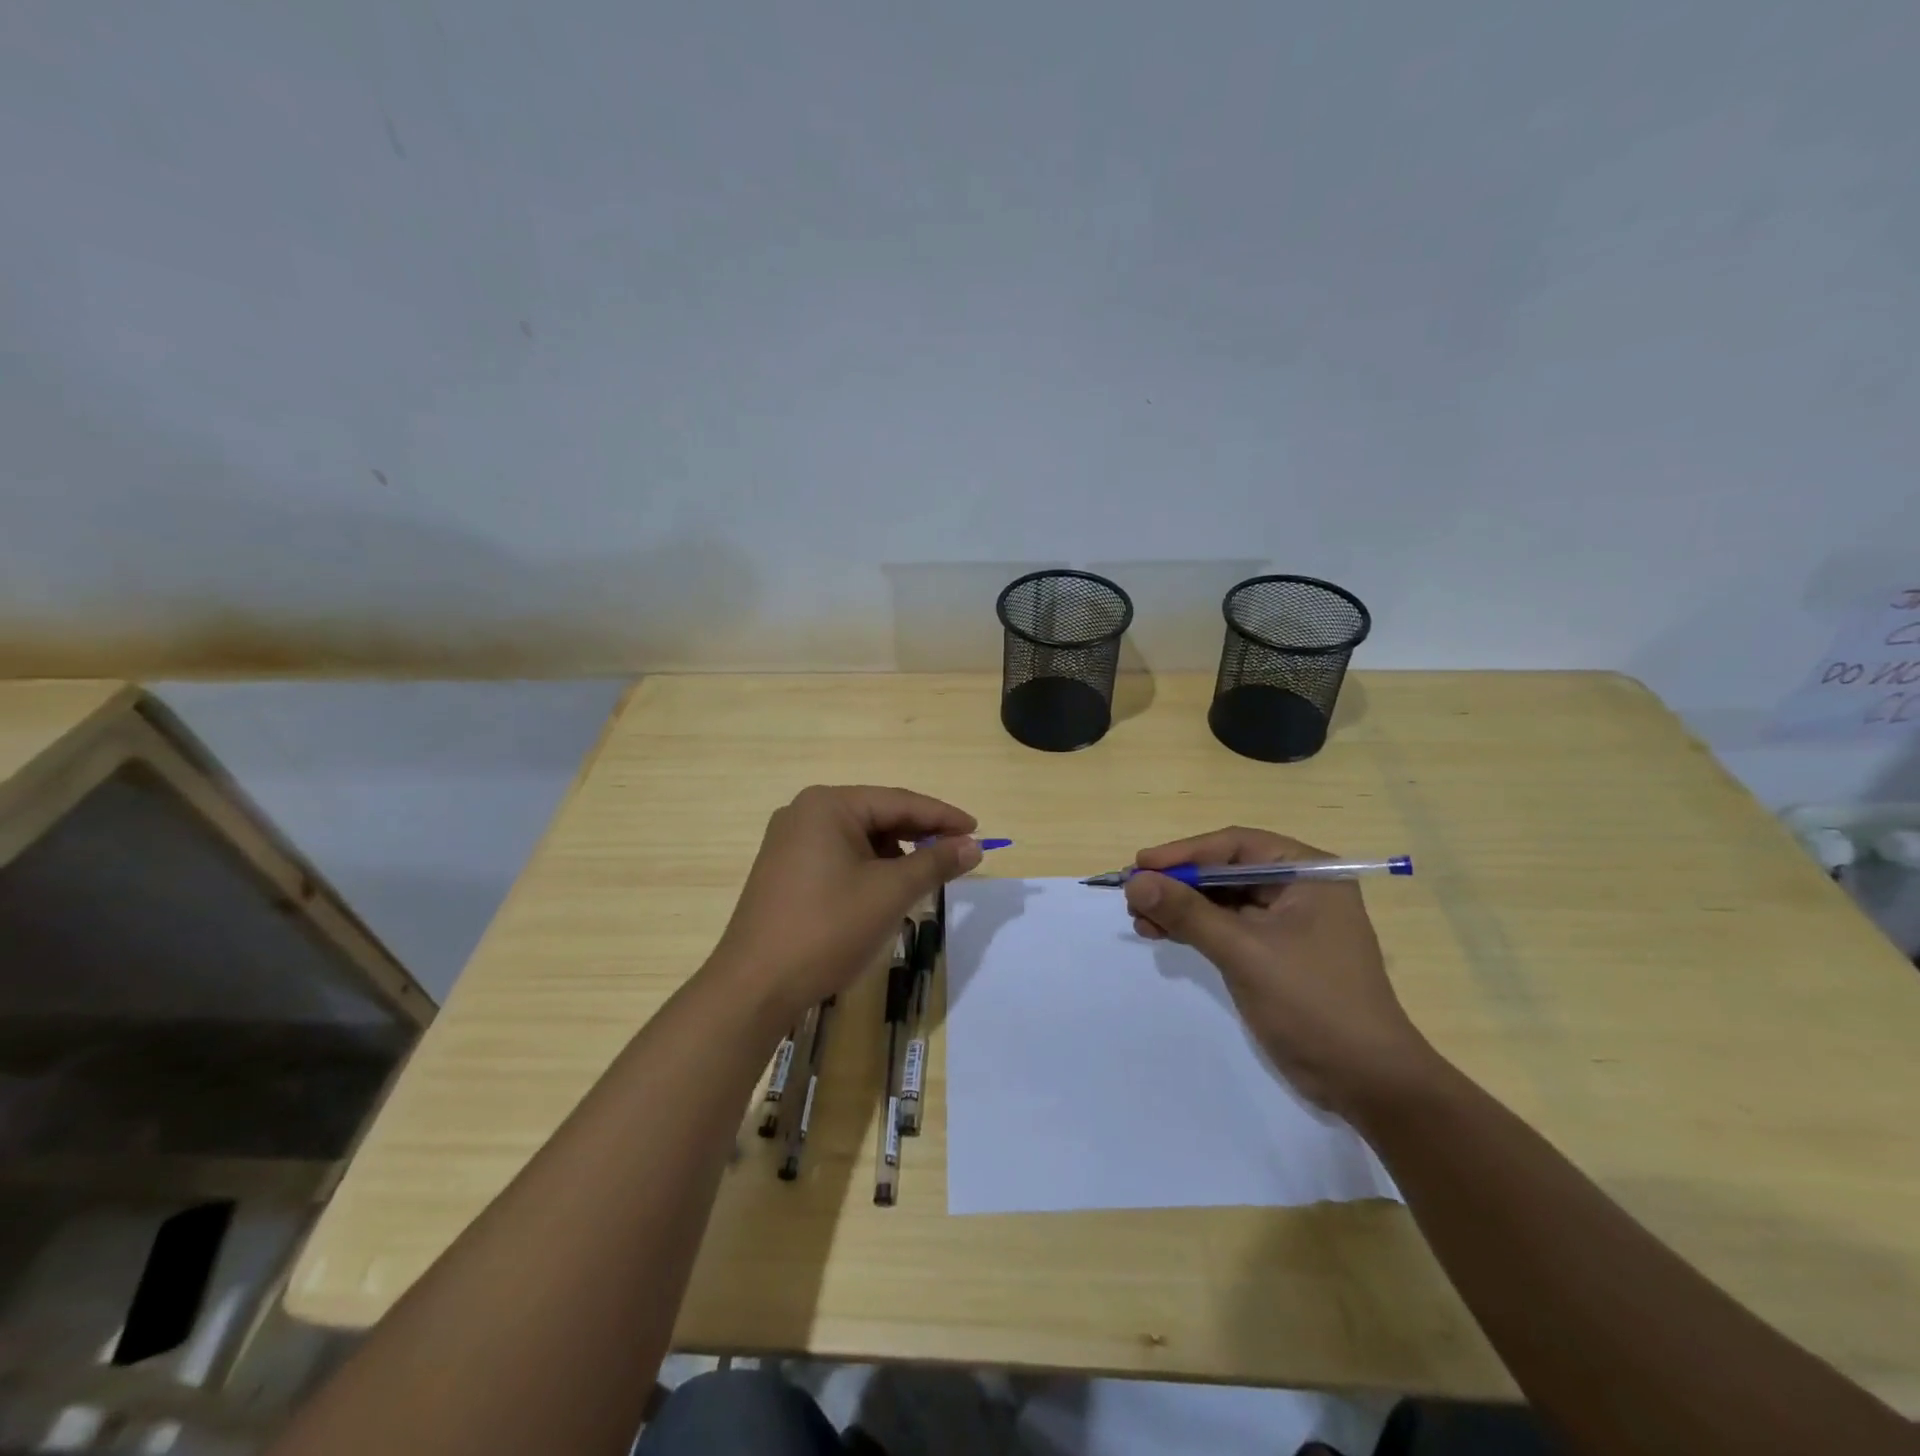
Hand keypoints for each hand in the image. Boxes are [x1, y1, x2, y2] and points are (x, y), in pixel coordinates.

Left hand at [707, 785, 980, 1025]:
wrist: (754, 987)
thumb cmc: (827, 929)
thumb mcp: (890, 893)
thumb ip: (935, 862)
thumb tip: (973, 845)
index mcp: (828, 805)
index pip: (899, 802)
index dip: (942, 817)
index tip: (977, 831)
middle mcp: (805, 813)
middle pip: (877, 816)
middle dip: (918, 836)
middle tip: (957, 855)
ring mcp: (789, 842)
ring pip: (859, 839)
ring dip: (895, 855)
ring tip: (924, 878)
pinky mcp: (784, 871)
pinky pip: (838, 857)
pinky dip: (868, 870)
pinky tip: (885, 892)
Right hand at [1123, 826, 1436, 1114]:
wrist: (1367, 1082)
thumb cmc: (1312, 1003)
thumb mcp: (1244, 952)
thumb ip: (1188, 912)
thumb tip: (1134, 881)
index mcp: (1307, 873)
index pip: (1235, 846)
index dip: (1184, 853)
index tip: (1140, 865)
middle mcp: (1298, 889)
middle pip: (1225, 871)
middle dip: (1178, 883)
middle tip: (1134, 896)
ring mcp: (1288, 923)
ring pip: (1222, 901)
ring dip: (1181, 908)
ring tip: (1141, 920)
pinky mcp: (1275, 953)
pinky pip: (1227, 927)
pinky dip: (1195, 929)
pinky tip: (1162, 934)